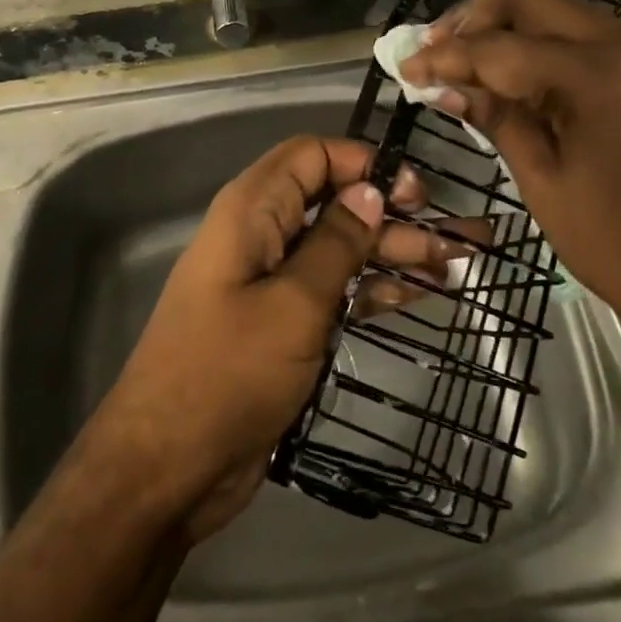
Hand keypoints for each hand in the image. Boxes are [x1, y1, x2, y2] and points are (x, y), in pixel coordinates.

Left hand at [87, 136, 459, 543]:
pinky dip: (367, 288)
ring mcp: (270, 280)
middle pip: (331, 201)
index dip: (363, 163)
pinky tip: (412, 296)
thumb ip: (336, 243)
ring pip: (336, 247)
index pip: (312, 155)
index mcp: (252, 210)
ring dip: (388, 252)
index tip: (416, 193)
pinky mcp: (279, 322)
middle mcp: (261, 233)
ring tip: (451, 266)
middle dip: (390, 213)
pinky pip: (330, 289)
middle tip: (451, 236)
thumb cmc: (228, 373)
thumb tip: (370, 190)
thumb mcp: (294, 303)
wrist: (169, 466)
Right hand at [398, 0, 620, 378]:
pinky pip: (596, 42)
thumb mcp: (547, 186)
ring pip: (568, 16)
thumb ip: (498, 120)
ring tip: (469, 62)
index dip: (445, 55)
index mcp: (600, 76)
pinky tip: (522, 77)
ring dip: (514, 30)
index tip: (404, 66)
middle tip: (436, 48)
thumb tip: (446, 86)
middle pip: (536, 0)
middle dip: (477, 18)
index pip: (501, 47)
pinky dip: (551, 49)